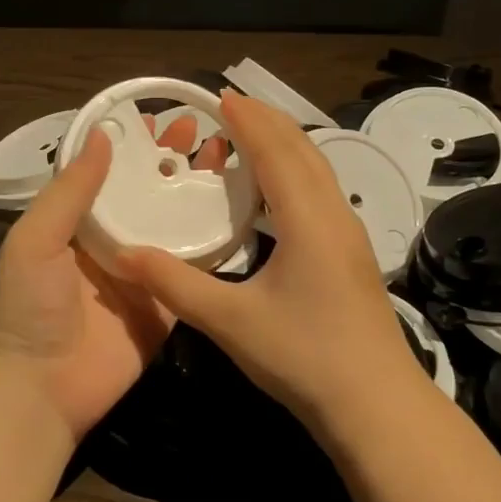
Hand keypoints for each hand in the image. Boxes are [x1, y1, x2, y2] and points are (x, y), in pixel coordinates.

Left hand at [0, 114, 230, 438]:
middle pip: (147, 191)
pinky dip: (215, 240)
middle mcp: (111, 240)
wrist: (41, 391)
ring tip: (224, 159)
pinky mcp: (167, 303)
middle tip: (199, 131)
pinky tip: (239, 211)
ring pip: (174, 221)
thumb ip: (70, 190)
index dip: (132, 144)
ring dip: (196, 191)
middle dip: (170, 160)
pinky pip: (194, 268)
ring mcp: (142, 271)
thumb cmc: (30, 308)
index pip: (107, 171)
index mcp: (76, 222)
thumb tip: (103, 133)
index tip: (159, 116)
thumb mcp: (35, 240)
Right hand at [117, 91, 417, 441]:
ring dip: (287, 145)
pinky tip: (279, 192)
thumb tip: (123, 254)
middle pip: (304, 151)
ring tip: (254, 135)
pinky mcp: (352, 255)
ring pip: (319, 170)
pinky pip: (323, 192)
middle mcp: (334, 215)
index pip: (276, 151)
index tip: (222, 95)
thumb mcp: (230, 321)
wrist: (377, 406)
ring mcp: (349, 235)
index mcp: (307, 219)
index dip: (249, 120)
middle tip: (233, 105)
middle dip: (270, 121)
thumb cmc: (304, 357)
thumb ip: (175, 284)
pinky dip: (297, 172)